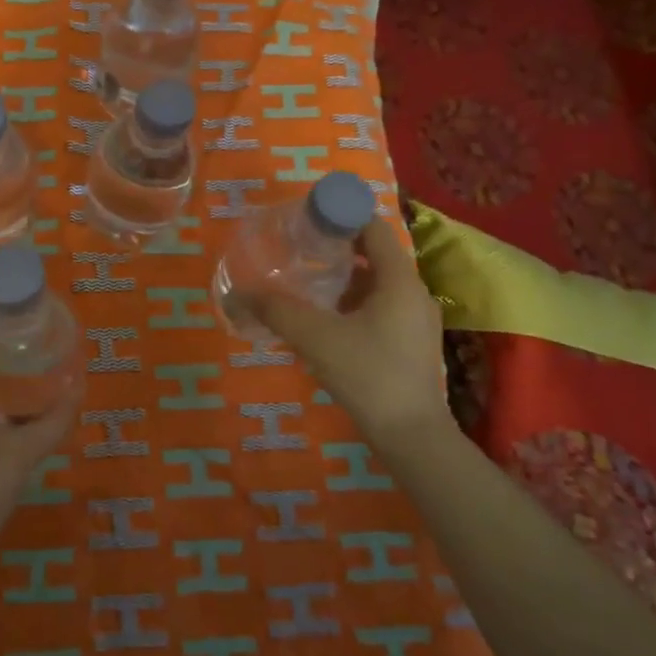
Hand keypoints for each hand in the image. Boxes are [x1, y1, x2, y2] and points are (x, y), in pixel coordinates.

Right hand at [244, 216, 449, 443]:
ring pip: (378, 286)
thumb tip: (238, 293)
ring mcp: (418, 322)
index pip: (374, 228)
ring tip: (308, 286)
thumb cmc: (369, 375)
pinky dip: (355, 305)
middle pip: (376, 256)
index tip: (308, 221)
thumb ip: (276, 310)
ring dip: (346, 281)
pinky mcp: (413, 346)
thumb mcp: (315, 338)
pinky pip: (382, 309)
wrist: (413, 439)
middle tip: (301, 252)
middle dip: (338, 250)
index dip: (343, 217)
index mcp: (400, 281)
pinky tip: (328, 323)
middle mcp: (415, 294)